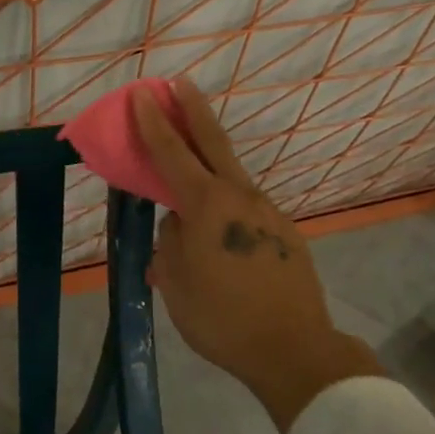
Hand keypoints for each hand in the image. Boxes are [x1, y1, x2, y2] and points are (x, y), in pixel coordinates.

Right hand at [134, 78, 382, 431]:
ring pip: (231, 175)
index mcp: (207, 205)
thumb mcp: (175, 281)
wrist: (294, 351)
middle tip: (180, 82)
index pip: (171, 152)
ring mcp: (268, 212)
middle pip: (213, 141)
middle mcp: (240, 196)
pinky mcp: (285, 232)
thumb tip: (179, 224)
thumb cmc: (221, 318)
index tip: (140, 93)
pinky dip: (226, 201)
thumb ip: (171, 240)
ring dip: (210, 156)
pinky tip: (220, 230)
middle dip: (193, 108)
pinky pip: (245, 206)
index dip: (152, 122)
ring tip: (191, 162)